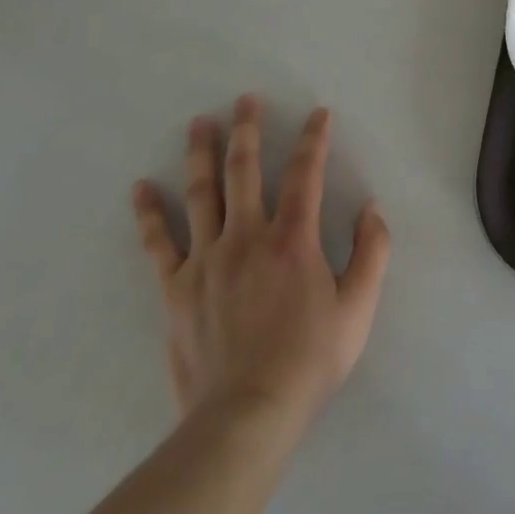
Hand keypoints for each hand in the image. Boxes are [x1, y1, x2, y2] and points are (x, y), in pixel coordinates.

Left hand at [130, 95, 390, 431]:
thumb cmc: (310, 359)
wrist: (247, 414)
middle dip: (248, 130)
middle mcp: (247, 236)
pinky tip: (141, 188)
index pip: (306, 173)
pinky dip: (149, 214)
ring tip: (199, 123)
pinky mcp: (177, 287)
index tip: (318, 114)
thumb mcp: (359, 307)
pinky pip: (159, 243)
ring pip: (201, 193)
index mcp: (293, 239)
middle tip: (245, 99)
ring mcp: (207, 259)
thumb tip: (371, 208)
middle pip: (244, 170)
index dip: (314, 139)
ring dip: (201, 154)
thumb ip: (372, 252)